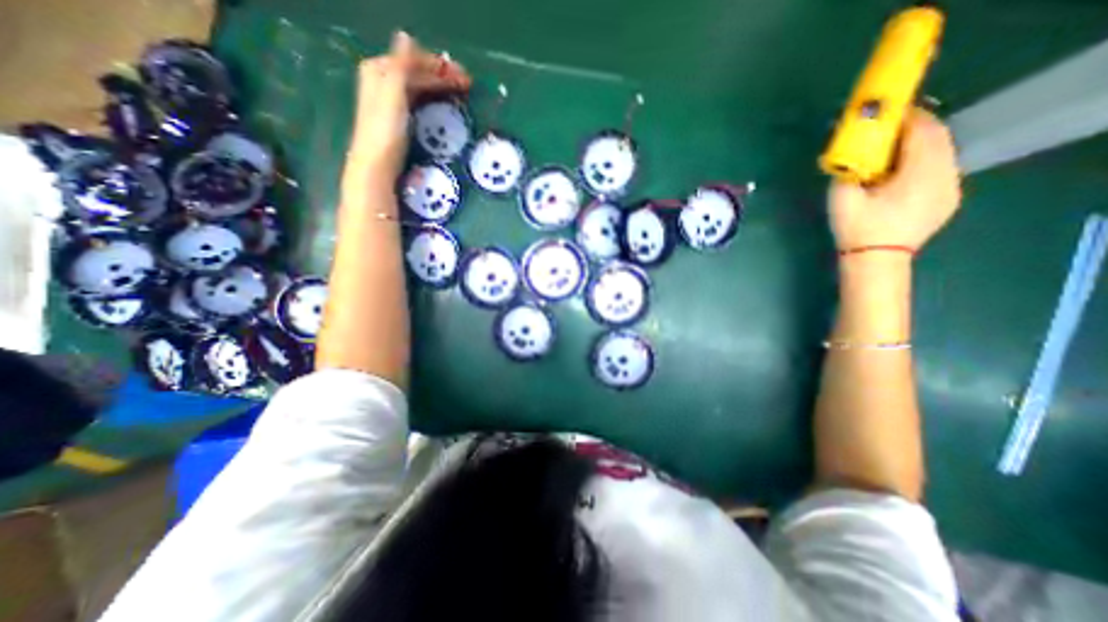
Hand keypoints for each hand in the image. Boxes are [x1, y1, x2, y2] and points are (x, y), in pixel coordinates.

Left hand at [349, 32, 470, 170]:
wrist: (378, 164)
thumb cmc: (386, 130)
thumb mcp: (393, 93)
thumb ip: (400, 66)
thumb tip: (406, 36)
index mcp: (380, 69)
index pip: (413, 59)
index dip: (439, 65)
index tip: (464, 75)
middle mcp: (384, 79)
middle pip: (418, 72)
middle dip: (443, 76)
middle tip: (468, 85)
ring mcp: (391, 98)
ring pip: (420, 85)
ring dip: (441, 86)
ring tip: (462, 93)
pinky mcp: (399, 116)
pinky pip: (419, 98)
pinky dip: (434, 98)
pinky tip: (445, 103)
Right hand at [831, 106, 962, 252]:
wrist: (876, 261)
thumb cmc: (858, 229)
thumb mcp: (842, 198)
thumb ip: (849, 171)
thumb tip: (851, 156)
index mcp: (921, 172)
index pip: (923, 131)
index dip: (907, 117)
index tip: (886, 115)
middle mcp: (946, 174)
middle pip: (939, 138)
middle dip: (915, 128)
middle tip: (888, 130)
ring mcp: (951, 188)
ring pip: (943, 152)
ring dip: (920, 145)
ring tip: (893, 151)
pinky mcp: (948, 199)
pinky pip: (941, 168)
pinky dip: (925, 161)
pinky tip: (903, 173)